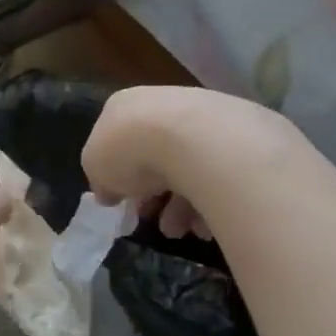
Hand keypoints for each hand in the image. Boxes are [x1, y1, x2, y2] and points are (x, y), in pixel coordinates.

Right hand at [82, 86, 293, 241]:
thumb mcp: (95, 167)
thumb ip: (100, 179)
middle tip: (154, 220)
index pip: (117, 140)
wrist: (198, 140)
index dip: (118, 174)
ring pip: (189, 167)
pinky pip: (220, 174)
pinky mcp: (240, 134)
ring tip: (182, 231)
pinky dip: (211, 201)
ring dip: (181, 205)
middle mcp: (163, 103)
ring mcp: (203, 116)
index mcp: (124, 106)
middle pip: (155, 155)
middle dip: (154, 194)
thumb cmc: (133, 149)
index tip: (124, 202)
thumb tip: (110, 192)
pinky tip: (206, 224)